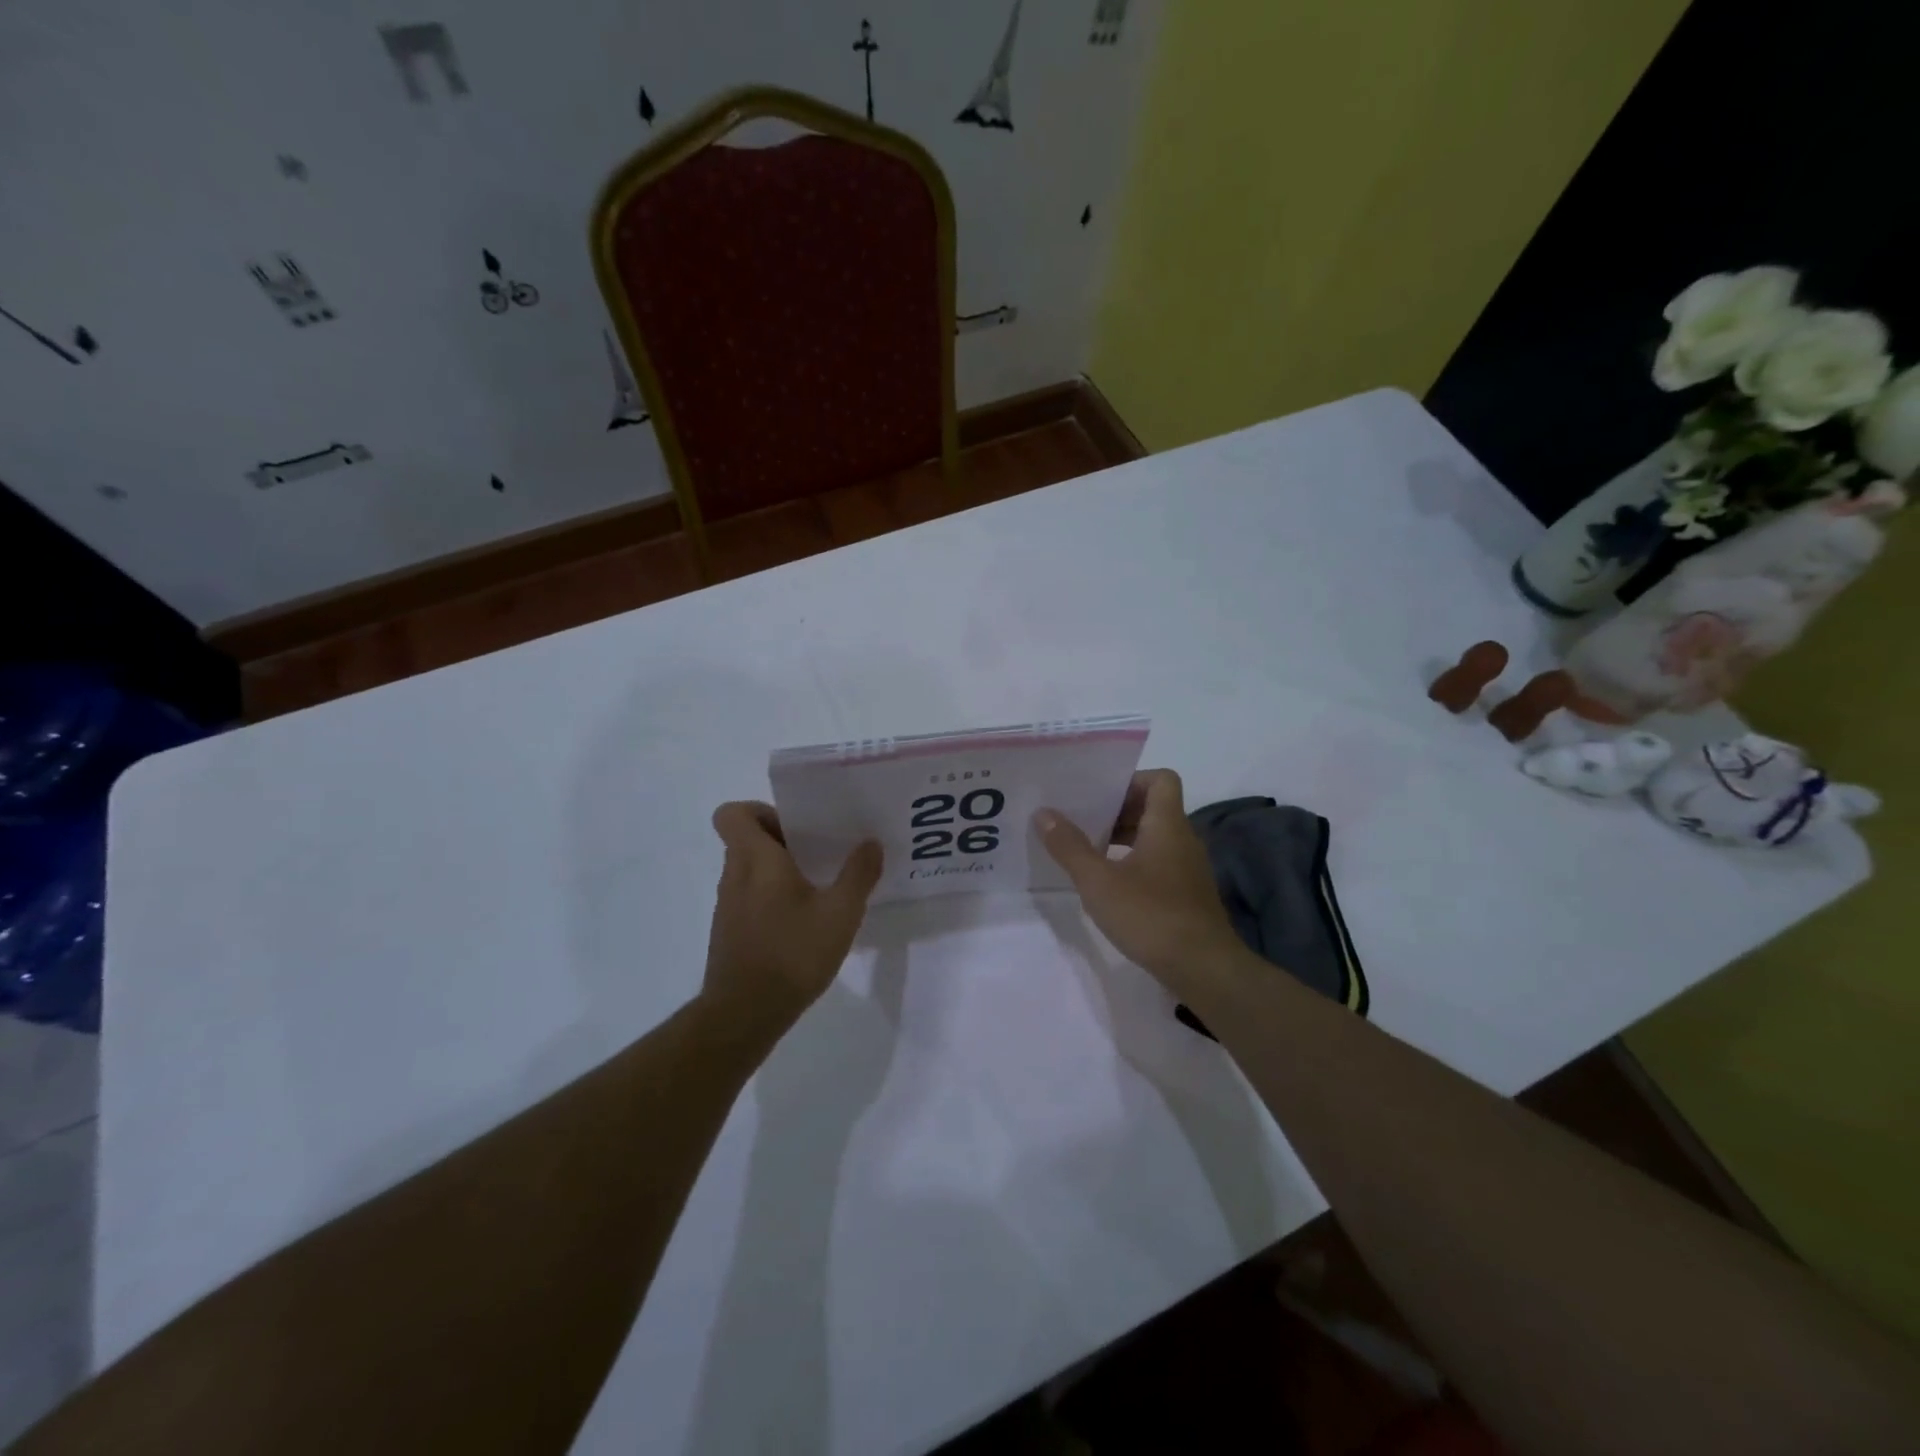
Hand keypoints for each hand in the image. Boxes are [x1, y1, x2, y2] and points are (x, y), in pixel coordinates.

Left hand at [702, 802, 882, 1039]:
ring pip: (749, 869)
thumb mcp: (840, 913)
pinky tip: (804, 922)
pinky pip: (749, 896)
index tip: (796, 826)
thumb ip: (858, 874)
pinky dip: (772, 897)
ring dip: (779, 870)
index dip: (761, 810)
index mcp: (755, 859)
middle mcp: (735, 875)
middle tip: (820, 853)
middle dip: (783, 840)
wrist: (744, 1014)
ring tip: (818, 887)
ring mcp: (728, 905)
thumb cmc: (792, 953)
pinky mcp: (730, 931)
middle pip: (747, 839)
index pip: (733, 813)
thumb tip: (871, 843)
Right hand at [1035, 769, 1246, 1000]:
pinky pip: (1158, 862)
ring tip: (1087, 851)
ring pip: (1154, 837)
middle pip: (1153, 807)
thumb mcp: (1099, 881)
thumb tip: (1043, 813)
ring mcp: (1188, 869)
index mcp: (1167, 825)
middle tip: (1081, 820)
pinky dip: (1133, 863)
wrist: (1203, 969)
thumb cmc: (1150, 915)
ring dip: (1122, 838)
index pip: (1161, 779)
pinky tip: (1109, 885)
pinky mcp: (1186, 895)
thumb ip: (1069, 846)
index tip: (1099, 795)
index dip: (1131, 780)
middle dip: (1116, 810)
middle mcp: (1183, 839)